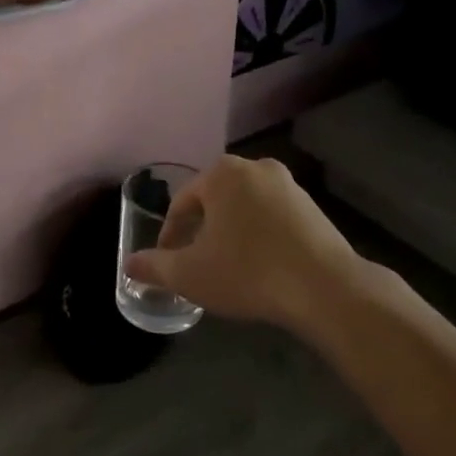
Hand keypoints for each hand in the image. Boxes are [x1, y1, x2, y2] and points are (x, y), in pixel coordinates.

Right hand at [124, 156, 363, 333]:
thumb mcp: (190, 274)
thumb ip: (154, 267)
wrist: (326, 288)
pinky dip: (259, 235)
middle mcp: (255, 167)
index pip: (183, 202)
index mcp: (222, 174)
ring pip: (244, 208)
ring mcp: (289, 185)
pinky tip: (260, 266)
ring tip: (227, 266)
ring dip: (230, 232)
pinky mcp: (313, 207)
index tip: (168, 261)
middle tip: (196, 263)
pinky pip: (272, 217)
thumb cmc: (248, 272)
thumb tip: (129, 265)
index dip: (170, 234)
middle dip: (201, 230)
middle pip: (214, 200)